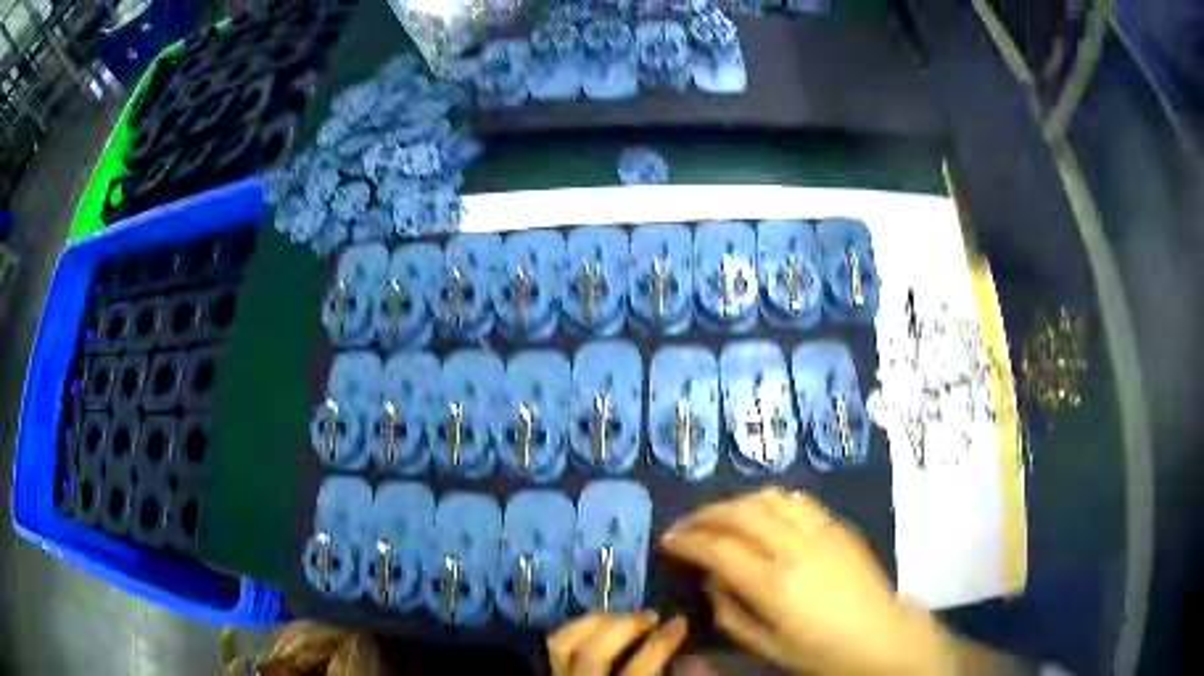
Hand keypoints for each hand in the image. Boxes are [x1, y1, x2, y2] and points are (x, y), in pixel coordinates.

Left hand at [548, 611, 688, 675]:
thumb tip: (694, 659)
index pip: (638, 669)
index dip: (660, 644)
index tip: (680, 622)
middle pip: (593, 652)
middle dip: (623, 627)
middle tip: (651, 615)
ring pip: (562, 644)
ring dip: (593, 622)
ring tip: (621, 615)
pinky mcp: (552, 674)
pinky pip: (555, 647)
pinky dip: (574, 629)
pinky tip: (597, 624)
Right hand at [660, 488, 955, 675]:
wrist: (882, 638)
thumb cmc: (821, 653)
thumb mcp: (767, 647)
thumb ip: (731, 612)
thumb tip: (712, 579)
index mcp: (774, 585)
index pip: (718, 549)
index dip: (687, 541)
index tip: (667, 542)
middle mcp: (796, 549)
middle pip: (740, 512)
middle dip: (704, 514)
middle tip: (684, 525)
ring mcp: (821, 532)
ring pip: (769, 497)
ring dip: (736, 502)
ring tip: (719, 517)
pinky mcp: (838, 527)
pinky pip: (797, 501)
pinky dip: (769, 501)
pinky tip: (761, 514)